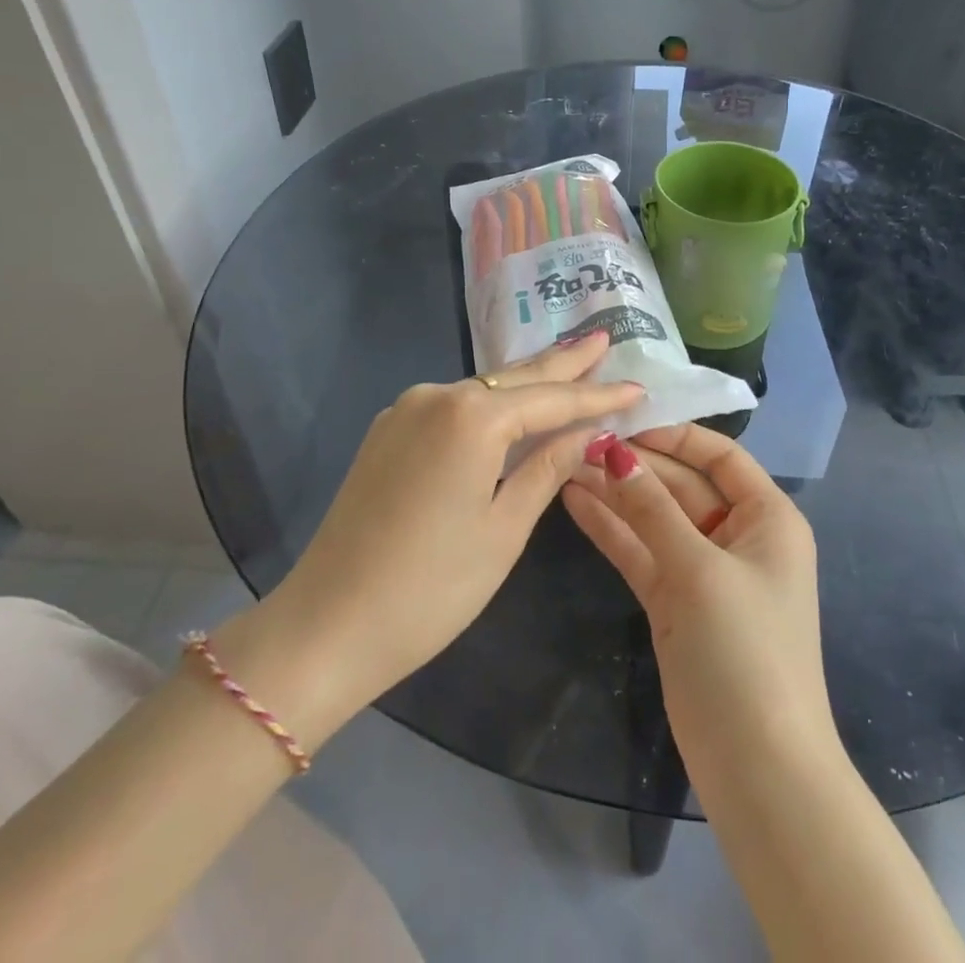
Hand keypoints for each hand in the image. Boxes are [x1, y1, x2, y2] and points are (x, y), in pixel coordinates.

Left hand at [277, 331, 642, 723]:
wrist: (325, 626)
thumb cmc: (430, 588)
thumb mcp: (503, 529)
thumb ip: (546, 468)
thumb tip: (587, 432)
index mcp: (472, 416)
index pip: (552, 399)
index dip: (598, 395)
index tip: (639, 387)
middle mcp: (437, 396)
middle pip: (516, 377)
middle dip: (563, 362)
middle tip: (603, 338)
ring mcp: (406, 410)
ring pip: (483, 389)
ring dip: (527, 382)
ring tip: (569, 363)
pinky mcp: (388, 432)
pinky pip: (453, 406)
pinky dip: (490, 404)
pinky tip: (512, 404)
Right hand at [562, 425, 833, 786]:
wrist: (759, 769)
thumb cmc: (744, 652)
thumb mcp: (699, 570)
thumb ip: (653, 509)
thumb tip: (615, 452)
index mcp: (767, 517)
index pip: (720, 456)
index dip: (674, 436)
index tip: (623, 422)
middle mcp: (738, 535)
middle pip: (681, 485)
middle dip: (634, 465)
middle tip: (578, 439)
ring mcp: (703, 570)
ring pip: (655, 518)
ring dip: (615, 494)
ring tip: (564, 462)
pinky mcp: (675, 603)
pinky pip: (642, 553)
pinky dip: (612, 530)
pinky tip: (575, 502)